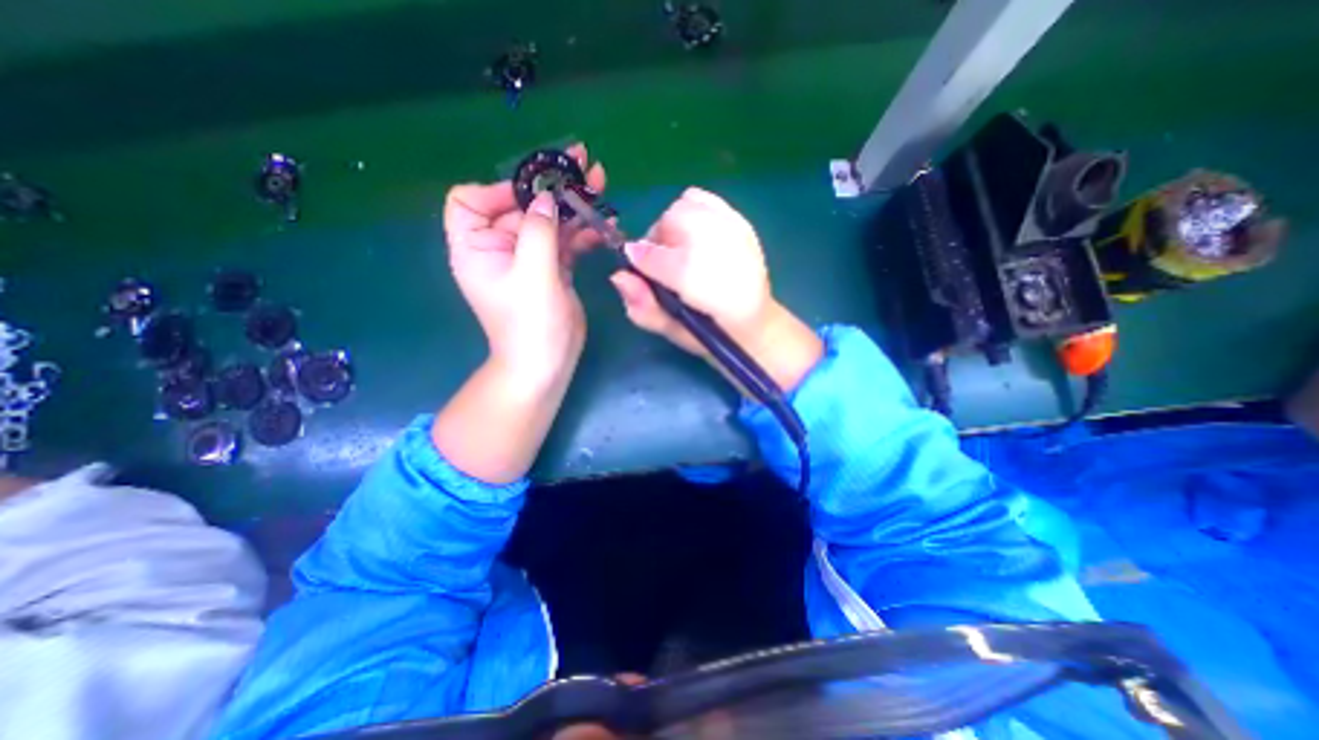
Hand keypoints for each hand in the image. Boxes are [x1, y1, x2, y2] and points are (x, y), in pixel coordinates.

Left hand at [442, 143, 608, 385]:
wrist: (547, 363)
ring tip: (601, 182)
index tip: (535, 192)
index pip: (470, 201)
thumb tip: (548, 197)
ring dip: (573, 205)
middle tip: (582, 161)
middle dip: (551, 186)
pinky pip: (566, 242)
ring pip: (549, 222)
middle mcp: (499, 248)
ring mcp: (529, 259)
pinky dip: (583, 233)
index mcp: (476, 248)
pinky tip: (605, 223)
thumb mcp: (533, 274)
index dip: (500, 189)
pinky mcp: (552, 270)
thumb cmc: (530, 324)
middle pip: (520, 206)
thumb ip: (539, 231)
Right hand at [611, 188, 819, 392]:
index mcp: (704, 286)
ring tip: (683, 251)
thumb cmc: (710, 333)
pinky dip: (692, 211)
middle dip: (659, 243)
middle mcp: (721, 249)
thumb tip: (618, 277)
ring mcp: (735, 231)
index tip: (638, 271)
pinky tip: (697, 236)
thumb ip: (643, 308)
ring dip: (675, 227)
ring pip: (685, 206)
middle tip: (667, 266)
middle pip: (669, 222)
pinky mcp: (742, 222)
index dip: (641, 263)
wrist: (756, 324)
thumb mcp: (673, 332)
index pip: (657, 258)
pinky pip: (704, 199)